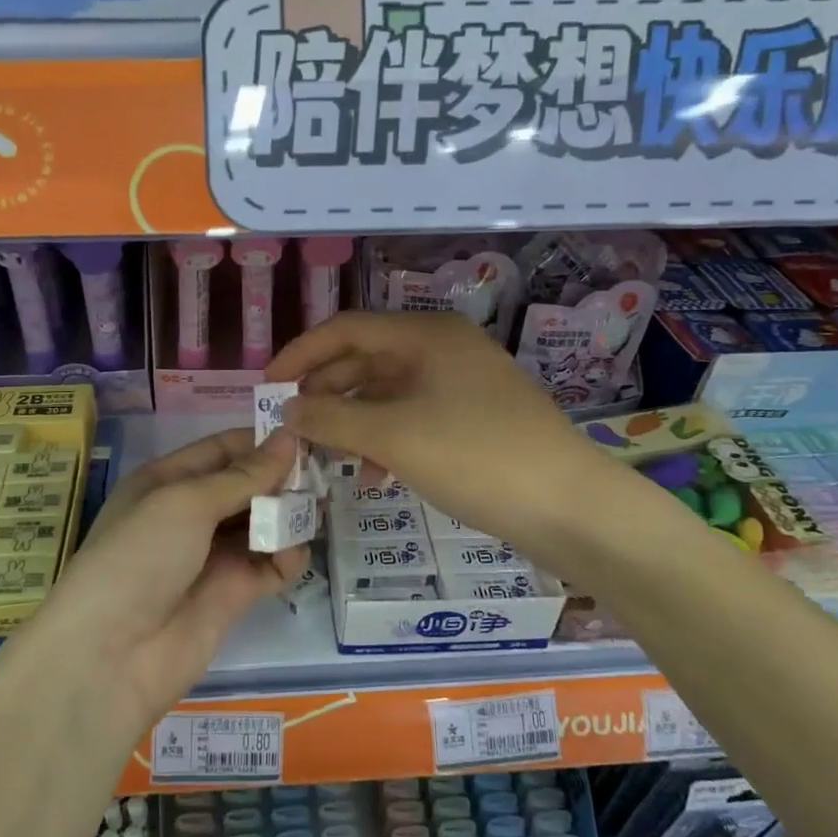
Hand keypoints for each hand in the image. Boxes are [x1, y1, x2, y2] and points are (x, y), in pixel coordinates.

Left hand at [29, 429, 307, 734]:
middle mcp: (191, 514)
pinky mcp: (233, 594)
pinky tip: (295, 553)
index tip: (308, 434)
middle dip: (282, 479)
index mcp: (168, 482)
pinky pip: (270, 566)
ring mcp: (213, 555)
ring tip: (320, 507)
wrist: (111, 656)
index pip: (222, 450)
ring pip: (262, 525)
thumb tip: (288, 437)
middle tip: (325, 473)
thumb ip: (243, 475)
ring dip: (289, 516)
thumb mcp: (186, 503)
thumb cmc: (140, 557)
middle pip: (246, 486)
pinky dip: (287, 558)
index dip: (261, 442)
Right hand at [268, 311, 628, 567]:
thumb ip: (332, 420)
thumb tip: (286, 411)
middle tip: (291, 427)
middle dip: (325, 393)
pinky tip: (373, 475)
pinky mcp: (475, 418)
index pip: (346, 329)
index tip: (266, 388)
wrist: (570, 507)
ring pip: (388, 393)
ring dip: (352, 421)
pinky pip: (414, 417)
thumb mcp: (394, 437)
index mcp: (426, 335)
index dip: (300, 355)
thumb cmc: (476, 457)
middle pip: (366, 360)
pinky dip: (386, 440)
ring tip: (325, 455)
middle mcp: (444, 349)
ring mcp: (463, 384)